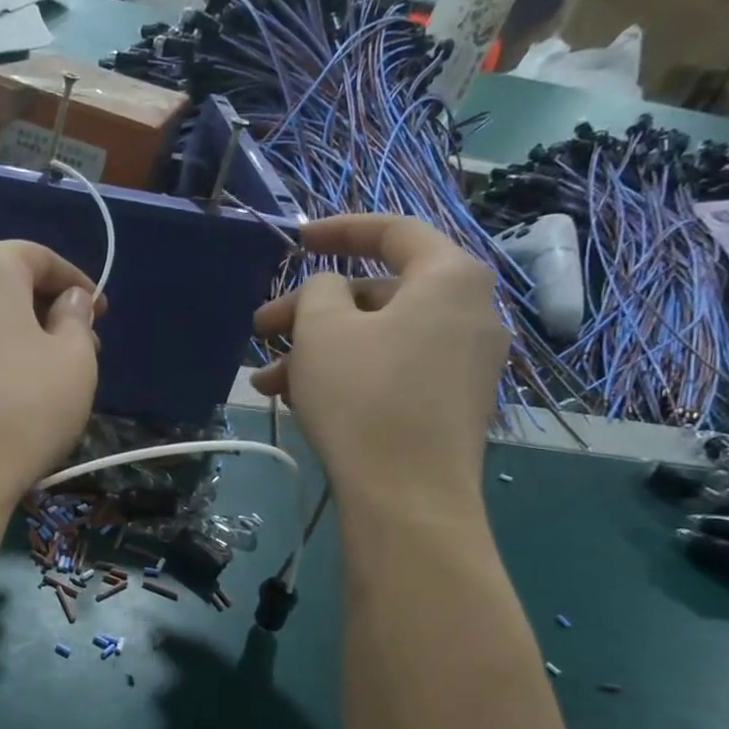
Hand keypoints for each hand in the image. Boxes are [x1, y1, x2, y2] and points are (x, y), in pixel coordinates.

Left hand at [0, 240, 102, 521]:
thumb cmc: (21, 406)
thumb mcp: (75, 359)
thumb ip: (76, 319)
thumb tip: (68, 301)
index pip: (39, 257)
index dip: (77, 283)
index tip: (102, 312)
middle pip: (6, 285)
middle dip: (48, 311)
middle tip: (82, 348)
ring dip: (21, 338)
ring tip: (50, 377)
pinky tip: (12, 396)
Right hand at [251, 214, 505, 506]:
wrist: (408, 498)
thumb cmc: (364, 398)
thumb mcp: (323, 331)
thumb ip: (319, 290)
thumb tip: (330, 291)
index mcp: (449, 277)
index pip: (393, 231)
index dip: (338, 230)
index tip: (295, 241)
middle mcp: (469, 313)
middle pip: (377, 294)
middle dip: (310, 312)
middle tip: (260, 330)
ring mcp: (464, 364)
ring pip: (377, 340)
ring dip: (317, 353)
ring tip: (265, 384)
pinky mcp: (450, 406)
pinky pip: (391, 372)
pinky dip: (346, 377)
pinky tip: (300, 402)